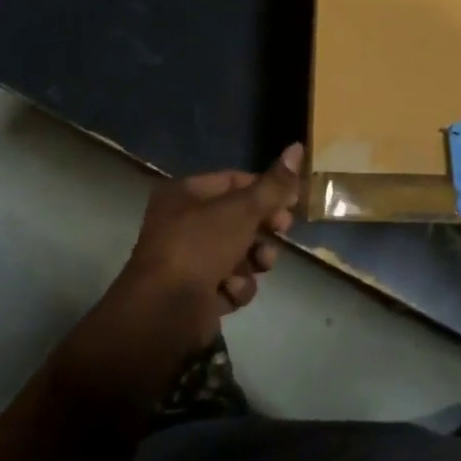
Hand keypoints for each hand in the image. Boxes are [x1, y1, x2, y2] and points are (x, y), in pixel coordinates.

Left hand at [112, 143, 302, 349]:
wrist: (163, 314)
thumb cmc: (200, 247)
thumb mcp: (242, 210)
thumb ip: (273, 184)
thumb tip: (297, 147)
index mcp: (184, 194)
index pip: (234, 181)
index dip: (265, 189)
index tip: (292, 201)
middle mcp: (182, 223)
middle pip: (238, 218)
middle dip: (263, 228)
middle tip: (282, 231)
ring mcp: (188, 260)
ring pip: (237, 252)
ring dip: (253, 261)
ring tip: (259, 265)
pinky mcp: (195, 294)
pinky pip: (228, 282)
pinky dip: (235, 287)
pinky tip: (231, 292)